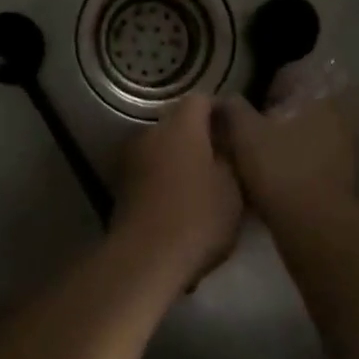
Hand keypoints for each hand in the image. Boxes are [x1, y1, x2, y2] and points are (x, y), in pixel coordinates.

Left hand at [111, 94, 243, 286]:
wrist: (145, 258)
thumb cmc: (197, 217)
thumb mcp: (233, 189)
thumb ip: (232, 157)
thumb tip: (229, 142)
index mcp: (181, 125)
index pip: (201, 100)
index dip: (221, 112)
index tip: (237, 131)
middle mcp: (151, 131)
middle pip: (179, 122)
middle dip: (200, 136)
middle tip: (223, 160)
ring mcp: (131, 156)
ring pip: (162, 146)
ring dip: (179, 157)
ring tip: (202, 183)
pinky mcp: (120, 183)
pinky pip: (149, 168)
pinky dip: (164, 176)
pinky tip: (179, 200)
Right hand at [214, 68, 358, 216]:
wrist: (315, 228)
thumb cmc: (280, 169)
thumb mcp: (244, 133)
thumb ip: (232, 108)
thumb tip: (222, 98)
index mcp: (319, 97)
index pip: (294, 76)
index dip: (270, 87)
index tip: (254, 102)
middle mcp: (340, 116)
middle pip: (304, 106)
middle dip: (283, 114)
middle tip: (257, 127)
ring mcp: (348, 149)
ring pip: (312, 133)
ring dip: (293, 139)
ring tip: (266, 153)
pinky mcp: (347, 178)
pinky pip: (318, 159)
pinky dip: (302, 162)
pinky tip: (281, 175)